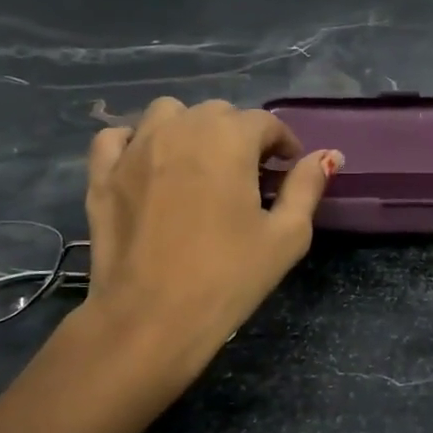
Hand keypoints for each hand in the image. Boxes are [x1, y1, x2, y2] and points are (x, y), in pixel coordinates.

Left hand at [79, 97, 340, 368]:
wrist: (151, 319)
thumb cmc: (228, 277)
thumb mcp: (287, 235)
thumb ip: (307, 187)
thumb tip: (329, 155)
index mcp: (229, 139)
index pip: (265, 122)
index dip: (283, 143)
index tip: (289, 168)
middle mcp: (180, 128)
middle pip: (218, 113)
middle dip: (239, 135)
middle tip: (249, 175)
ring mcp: (135, 149)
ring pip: (168, 114)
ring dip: (190, 129)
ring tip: (200, 165)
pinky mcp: (103, 174)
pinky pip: (117, 137)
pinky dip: (135, 141)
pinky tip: (148, 165)